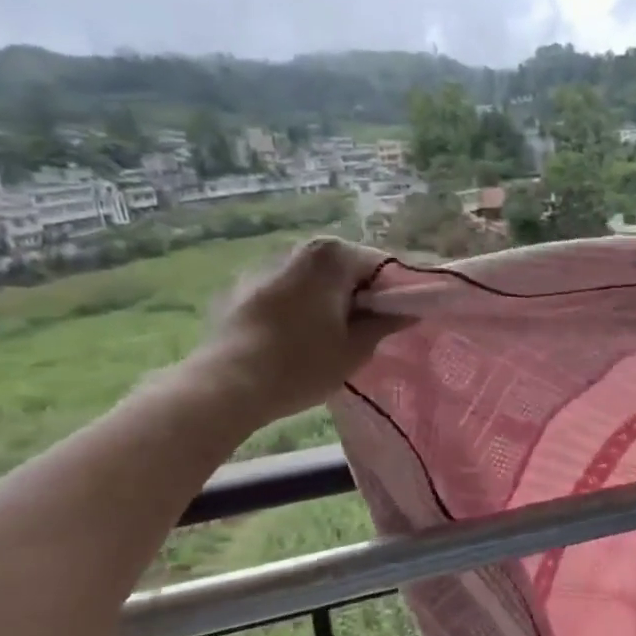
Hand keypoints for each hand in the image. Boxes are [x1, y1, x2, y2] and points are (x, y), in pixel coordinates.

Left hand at [186, 237, 403, 425]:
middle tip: (367, 332)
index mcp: (332, 256)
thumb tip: (409, 310)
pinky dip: (297, 308)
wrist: (226, 385)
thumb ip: (387, 322)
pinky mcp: (240, 290)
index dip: (396, 293)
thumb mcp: (357, 348)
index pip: (382, 265)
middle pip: (345, 269)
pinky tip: (295, 341)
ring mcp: (264, 267)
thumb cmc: (302, 364)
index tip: (400, 320)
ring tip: (330, 338)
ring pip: (313, 281)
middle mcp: (298, 250)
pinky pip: (285, 293)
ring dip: (327, 301)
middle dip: (360, 295)